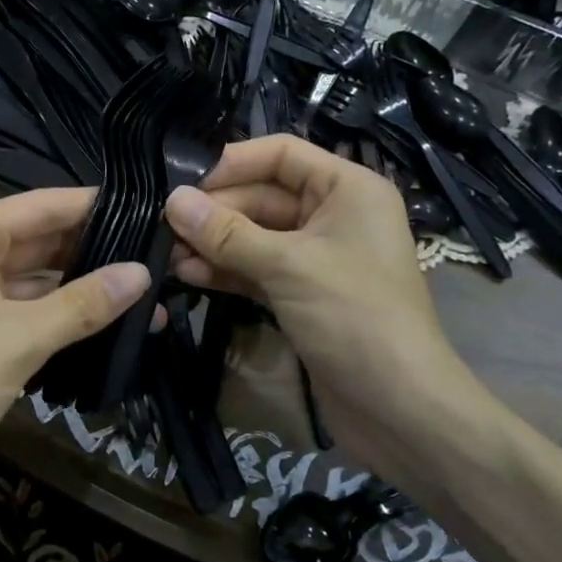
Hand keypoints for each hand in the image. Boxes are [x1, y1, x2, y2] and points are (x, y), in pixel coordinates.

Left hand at [0, 188, 149, 475]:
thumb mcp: (22, 338)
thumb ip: (84, 303)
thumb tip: (143, 273)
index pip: (42, 205)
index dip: (96, 208)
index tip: (150, 211)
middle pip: (38, 236)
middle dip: (94, 250)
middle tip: (157, 255)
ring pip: (32, 272)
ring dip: (80, 284)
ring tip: (143, 289)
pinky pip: (20, 301)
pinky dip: (57, 309)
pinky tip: (103, 316)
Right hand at [164, 135, 484, 462]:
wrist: (398, 406)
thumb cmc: (354, 317)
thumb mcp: (288, 267)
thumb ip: (227, 233)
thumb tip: (172, 201)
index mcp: (347, 190)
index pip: (281, 154)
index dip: (232, 162)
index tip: (181, 182)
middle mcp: (332, 215)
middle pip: (261, 196)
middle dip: (214, 211)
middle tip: (163, 225)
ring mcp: (315, 258)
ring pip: (253, 236)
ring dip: (213, 243)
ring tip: (167, 254)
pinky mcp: (300, 294)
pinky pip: (255, 269)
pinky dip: (225, 270)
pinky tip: (187, 274)